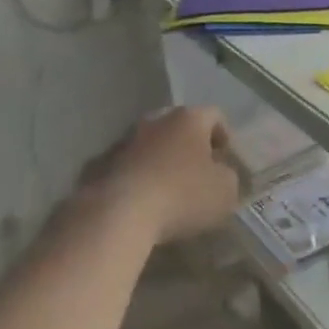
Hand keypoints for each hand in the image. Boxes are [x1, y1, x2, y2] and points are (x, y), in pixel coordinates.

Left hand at [79, 105, 242, 244]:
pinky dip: (138, 176)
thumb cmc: (182, 196)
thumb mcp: (225, 190)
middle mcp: (155, 120)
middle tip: (198, 171)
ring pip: (151, 144)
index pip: (214, 115)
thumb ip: (228, 175)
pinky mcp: (100, 163)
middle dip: (190, 145)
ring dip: (161, 159)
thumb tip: (219, 172)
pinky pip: (128, 165)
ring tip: (168, 188)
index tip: (225, 159)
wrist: (118, 214)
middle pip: (179, 126)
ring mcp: (124, 140)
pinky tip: (142, 200)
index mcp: (188, 119)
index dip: (224, 135)